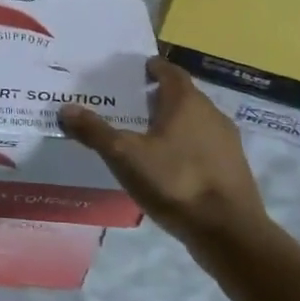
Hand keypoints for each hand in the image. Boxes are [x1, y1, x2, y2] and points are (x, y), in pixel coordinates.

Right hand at [59, 56, 267, 246]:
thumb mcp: (124, 156)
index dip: (153, 68)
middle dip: (159, 97)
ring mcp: (227, 142)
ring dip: (173, 123)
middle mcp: (211, 114)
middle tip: (131, 105)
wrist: (229, 232)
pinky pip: (204, 146)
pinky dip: (186, 146)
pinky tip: (168, 165)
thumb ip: (95, 131)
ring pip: (195, 122)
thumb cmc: (175, 181)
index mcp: (186, 102)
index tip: (136, 71)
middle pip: (183, 96)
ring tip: (145, 136)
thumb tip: (66, 108)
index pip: (171, 72)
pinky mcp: (233, 168)